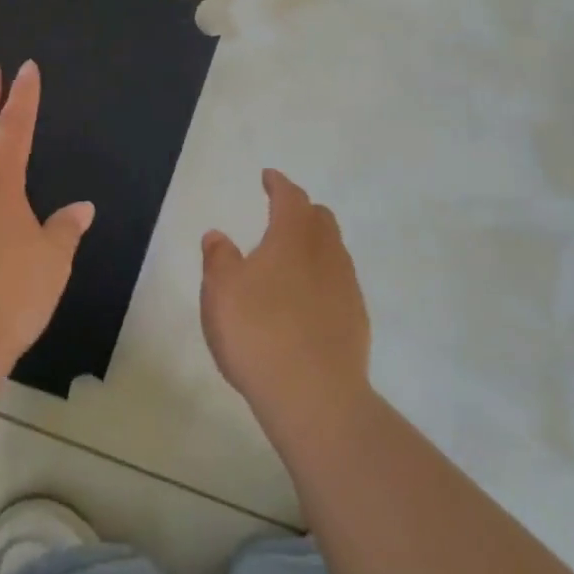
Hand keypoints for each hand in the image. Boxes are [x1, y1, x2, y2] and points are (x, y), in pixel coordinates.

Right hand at [201, 170, 370, 431]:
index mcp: (293, 238)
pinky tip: (307, 299)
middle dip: (302, 210)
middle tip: (282, 213)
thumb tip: (218, 235)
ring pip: (334, 251)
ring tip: (292, 257)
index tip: (269, 177)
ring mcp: (346, 288)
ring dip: (314, 244)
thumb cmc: (258, 333)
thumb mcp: (221, 292)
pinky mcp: (356, 321)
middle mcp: (326, 254)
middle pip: (320, 219)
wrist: (315, 397)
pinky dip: (323, 277)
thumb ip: (218, 258)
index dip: (279, 184)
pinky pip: (339, 283)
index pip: (291, 198)